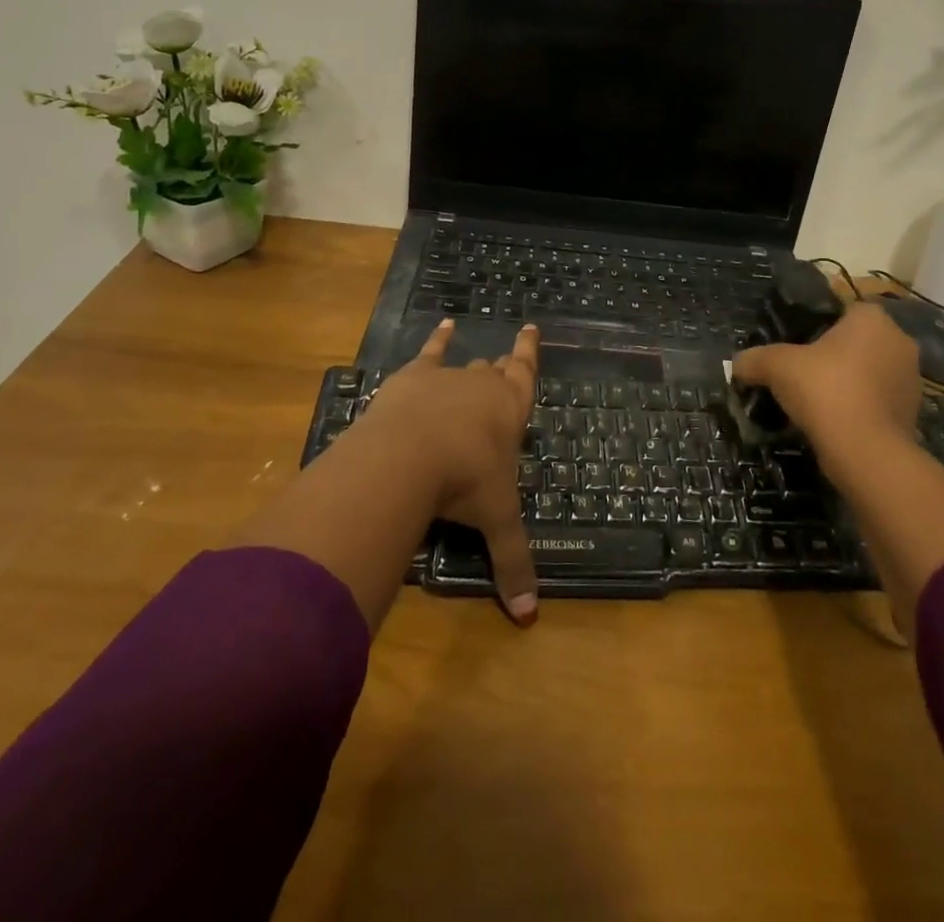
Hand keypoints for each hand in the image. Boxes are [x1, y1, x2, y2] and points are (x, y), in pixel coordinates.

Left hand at [360, 318, 540, 624]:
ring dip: (470, 365)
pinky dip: (437, 339)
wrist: (412, 455)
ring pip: (465, 366)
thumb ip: (513, 565)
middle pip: (495, 373)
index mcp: (510, 411)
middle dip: (501, 370)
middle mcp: (484, 387)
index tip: (531, 328)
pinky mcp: (414, 377)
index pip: (526, 375)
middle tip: (504, 364)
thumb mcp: (495, 521)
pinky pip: (430, 353)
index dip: (529, 353)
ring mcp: (448, 378)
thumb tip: (530, 619)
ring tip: (475, 355)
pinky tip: (442, 325)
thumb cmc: (466, 482)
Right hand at [732, 302, 923, 456]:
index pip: (842, 310)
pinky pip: (877, 400)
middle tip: (802, 373)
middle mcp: (898, 341)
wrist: (866, 452)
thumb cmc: (825, 390)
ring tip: (815, 402)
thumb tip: (736, 364)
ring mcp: (911, 379)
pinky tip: (834, 422)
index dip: (816, 326)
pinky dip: (859, 407)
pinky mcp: (912, 413)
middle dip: (833, 356)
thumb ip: (754, 359)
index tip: (796, 347)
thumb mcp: (776, 367)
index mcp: (872, 318)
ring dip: (847, 382)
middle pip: (856, 341)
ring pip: (869, 372)